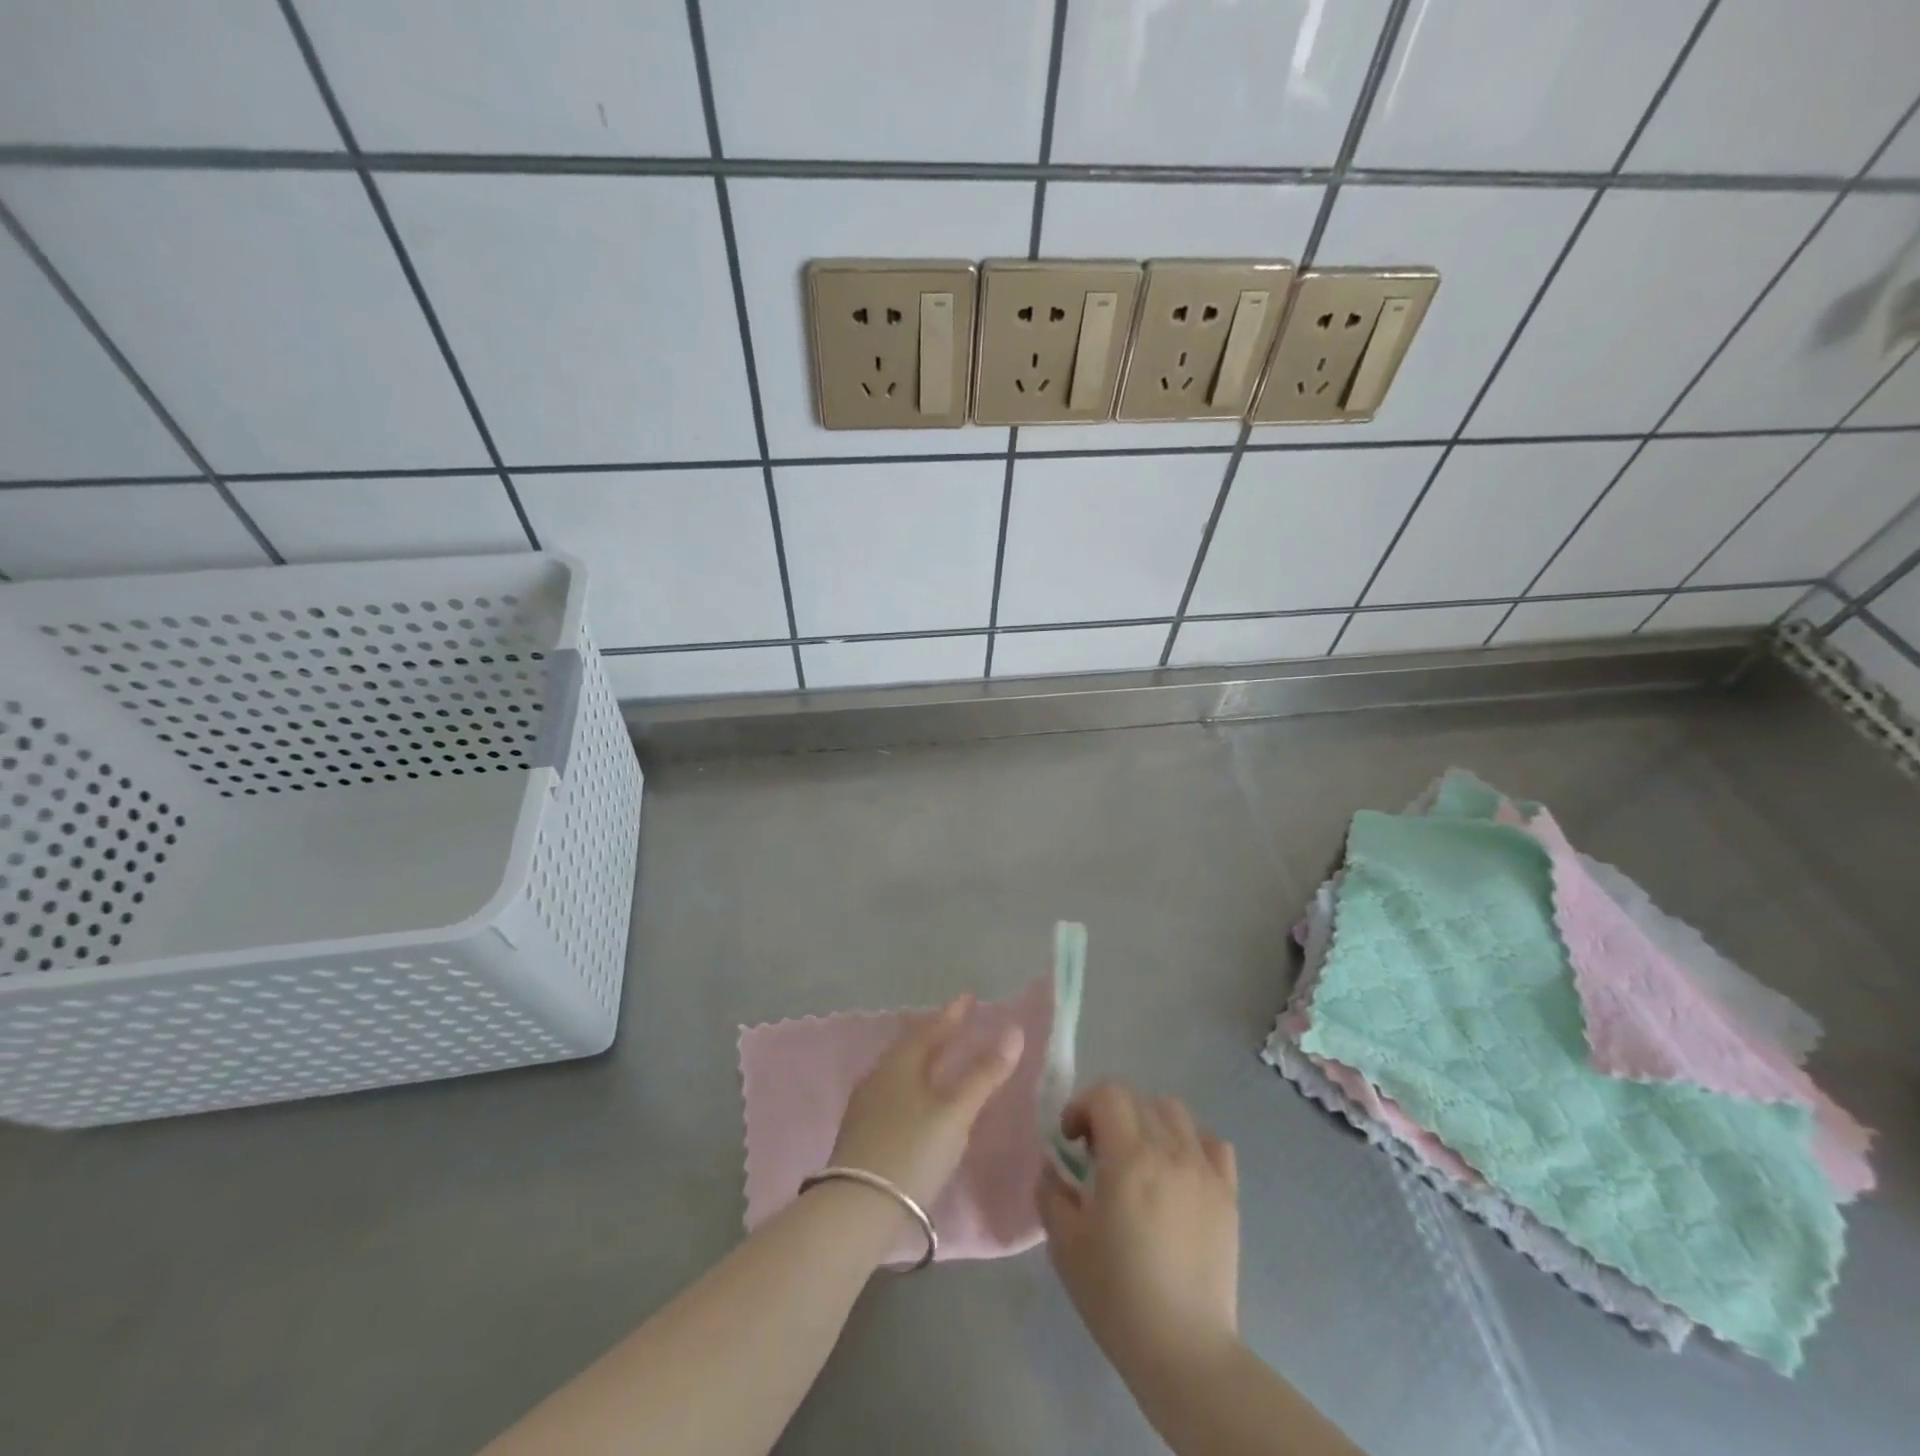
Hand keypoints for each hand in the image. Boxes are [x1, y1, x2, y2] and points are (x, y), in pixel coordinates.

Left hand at [829, 995, 1024, 1210]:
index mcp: (901, 1063)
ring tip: (941, 1061)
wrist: (855, 1209)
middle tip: (957, 1026)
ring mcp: (866, 1105)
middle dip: (936, 1035)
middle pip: (912, 1047)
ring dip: (923, 1062)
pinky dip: (913, 1087)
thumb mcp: (956, 1113)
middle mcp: (879, 1075)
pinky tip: (920, 1103)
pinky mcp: (861, 1133)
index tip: (969, 997)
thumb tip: (1014, 1031)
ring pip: (900, 1071)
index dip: (953, 1013)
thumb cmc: (912, 1150)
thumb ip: (985, 1074)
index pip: (931, 1028)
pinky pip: (893, 1093)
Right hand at [1037, 1083, 1240, 1381]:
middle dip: (1110, 1113)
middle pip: (1138, 1099)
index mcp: (1129, 1157)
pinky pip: (1212, 1144)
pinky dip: (1191, 1144)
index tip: (1070, 1140)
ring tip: (1138, 1159)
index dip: (1082, 1106)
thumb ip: (1051, 1192)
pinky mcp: (1228, 1194)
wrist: (1183, 1350)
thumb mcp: (1064, 1243)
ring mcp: (1204, 1170)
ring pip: (1175, 1113)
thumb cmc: (1116, 1294)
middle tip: (1097, 1153)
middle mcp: (1170, 1151)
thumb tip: (1052, 1168)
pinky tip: (1178, 1173)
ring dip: (1149, 1122)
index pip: (1107, 1094)